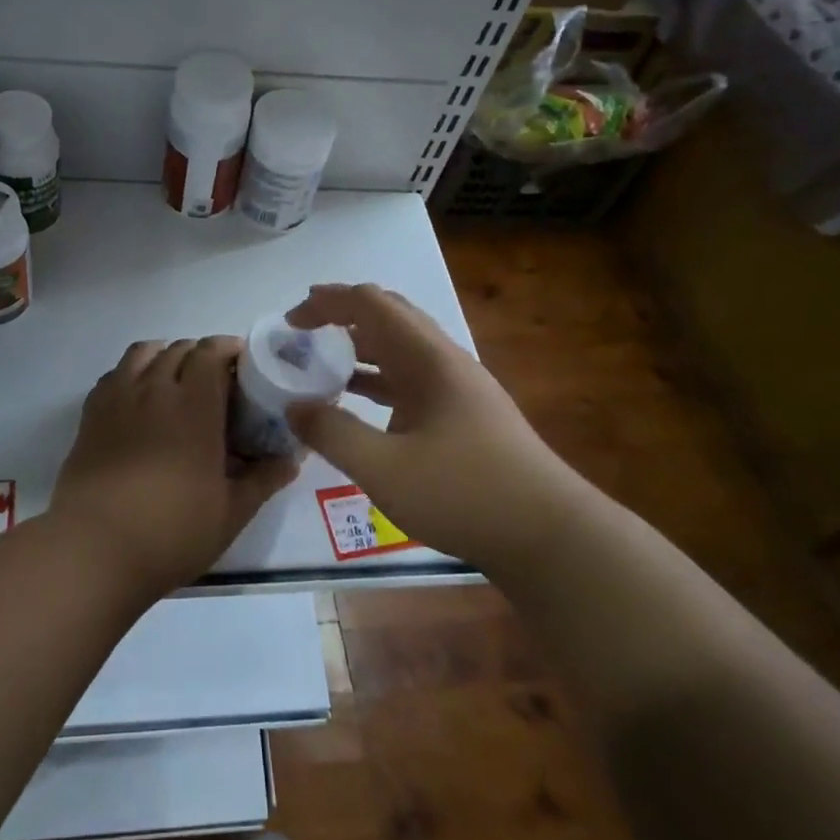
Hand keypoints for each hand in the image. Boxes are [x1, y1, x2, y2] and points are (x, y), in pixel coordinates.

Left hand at [51, 337, 297, 598]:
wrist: (95, 548)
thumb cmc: (171, 531)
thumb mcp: (230, 513)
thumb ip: (262, 480)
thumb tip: (291, 461)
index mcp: (194, 405)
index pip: (210, 352)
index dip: (227, 348)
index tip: (242, 363)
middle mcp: (155, 389)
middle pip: (178, 349)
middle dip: (200, 354)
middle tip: (215, 380)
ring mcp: (118, 398)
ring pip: (142, 352)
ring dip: (164, 355)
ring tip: (174, 379)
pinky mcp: (91, 415)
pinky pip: (114, 375)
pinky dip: (131, 373)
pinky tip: (138, 398)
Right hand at [284, 284, 588, 566]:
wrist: (549, 537)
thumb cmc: (464, 494)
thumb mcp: (384, 468)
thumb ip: (332, 434)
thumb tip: (294, 407)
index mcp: (429, 359)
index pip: (371, 304)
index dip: (327, 302)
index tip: (291, 321)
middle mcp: (445, 362)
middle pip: (389, 317)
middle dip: (342, 316)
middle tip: (303, 332)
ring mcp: (457, 389)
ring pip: (401, 350)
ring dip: (360, 348)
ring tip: (321, 363)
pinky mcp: (462, 417)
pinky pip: (410, 381)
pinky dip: (377, 381)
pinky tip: (357, 404)